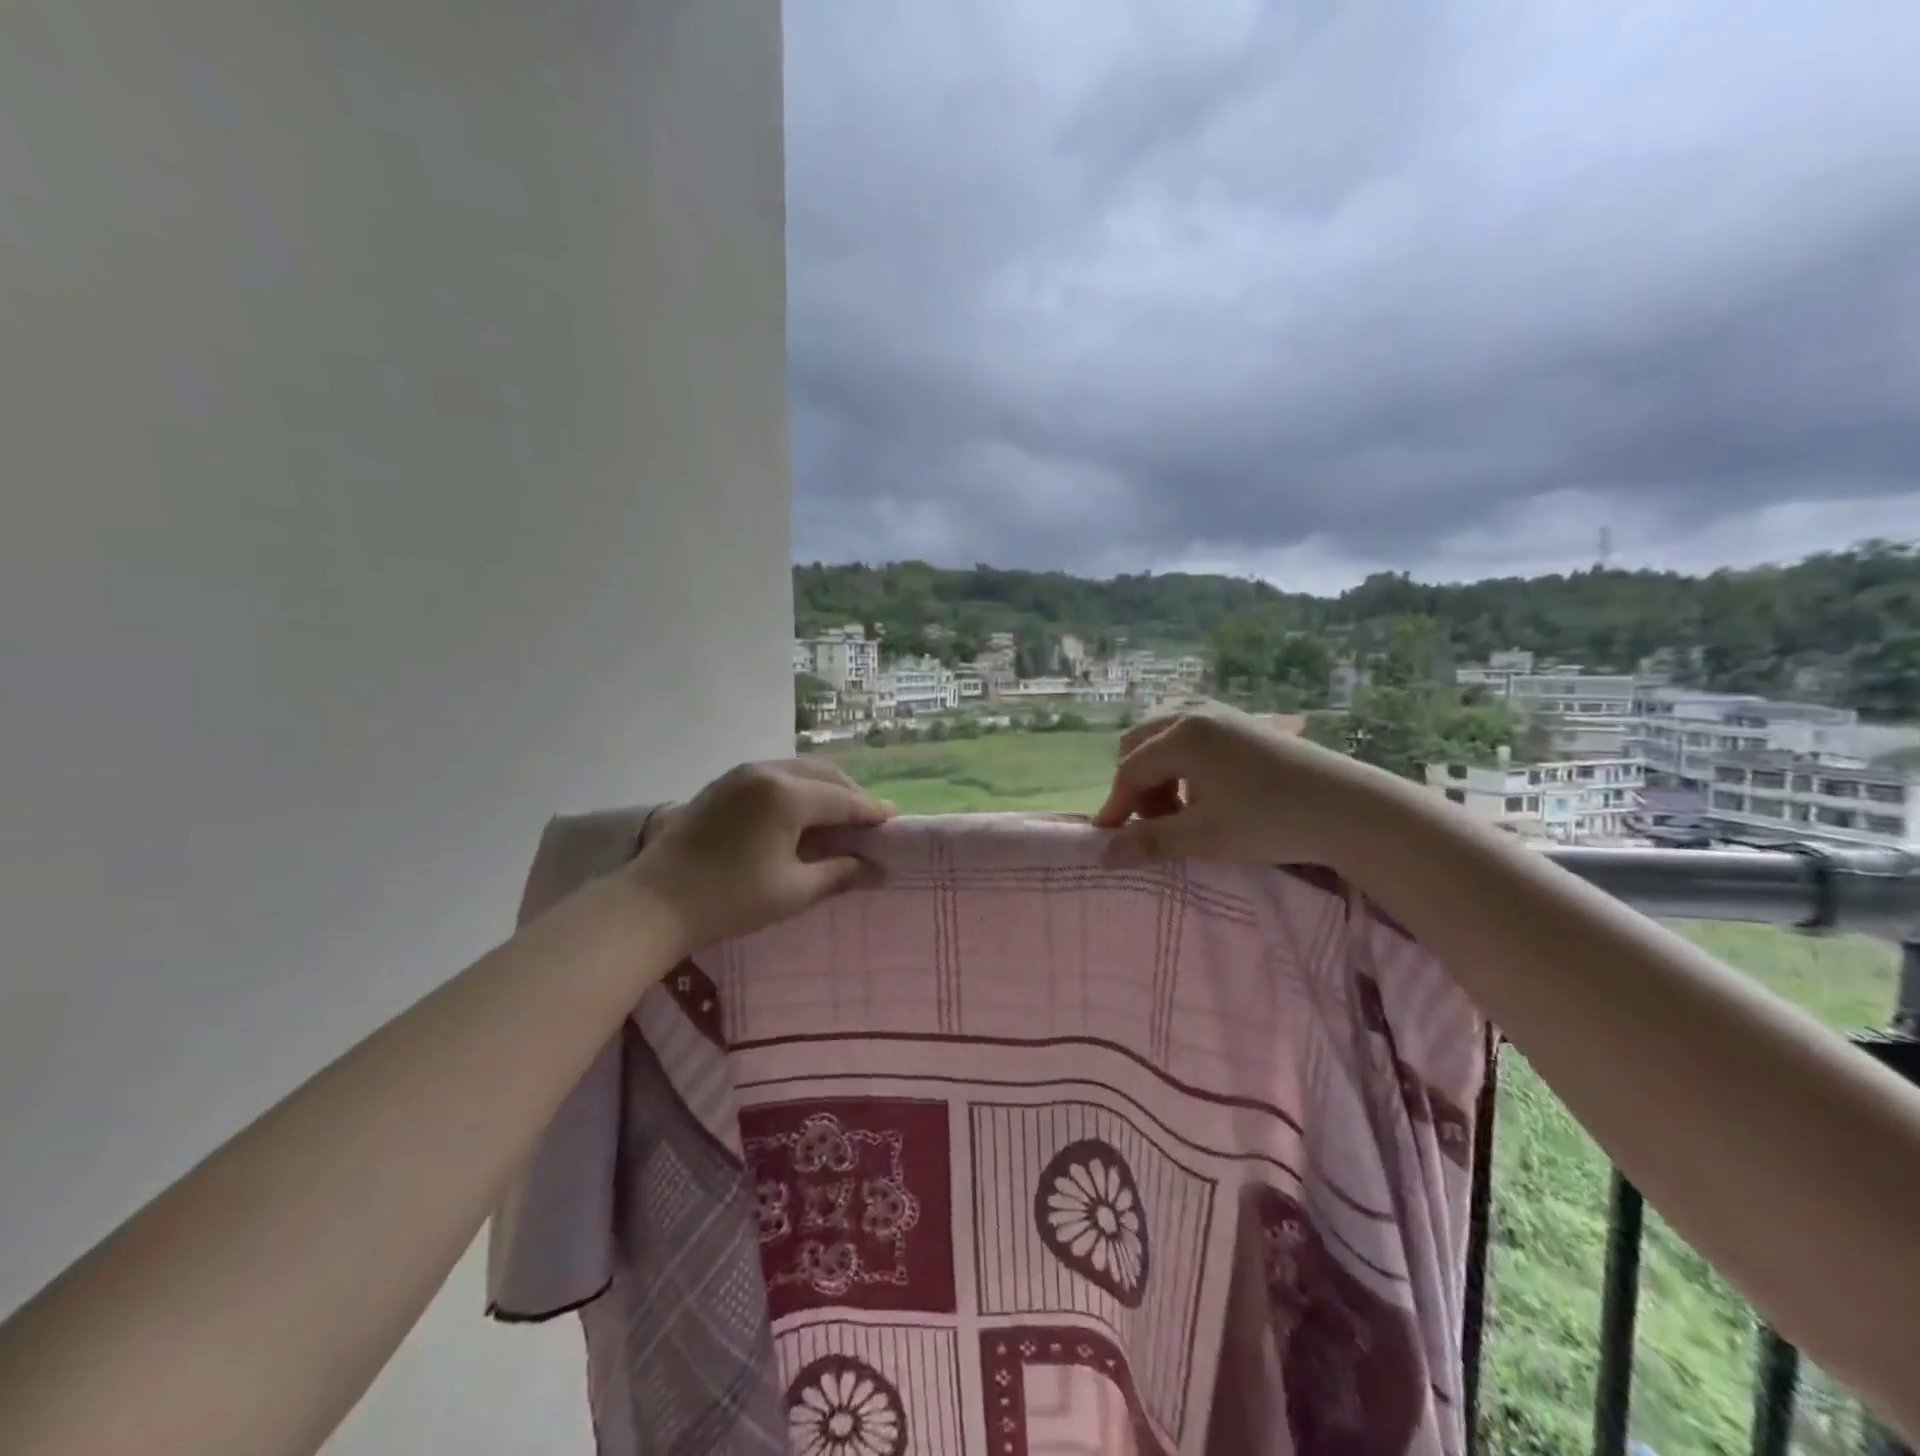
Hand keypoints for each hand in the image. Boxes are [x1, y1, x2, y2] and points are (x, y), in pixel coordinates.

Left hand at [630, 758, 895, 952]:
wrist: (655, 901)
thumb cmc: (729, 899)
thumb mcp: (793, 892)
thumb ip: (838, 873)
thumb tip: (873, 867)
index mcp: (787, 796)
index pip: (844, 800)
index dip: (871, 812)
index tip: (894, 820)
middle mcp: (768, 772)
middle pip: (825, 775)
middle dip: (851, 795)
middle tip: (868, 821)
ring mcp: (743, 773)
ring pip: (800, 769)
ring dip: (825, 788)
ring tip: (838, 816)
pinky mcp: (725, 782)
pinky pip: (776, 773)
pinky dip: (799, 787)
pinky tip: (802, 811)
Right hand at [1091, 703, 1400, 867]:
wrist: (1349, 807)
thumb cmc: (1270, 821)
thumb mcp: (1204, 836)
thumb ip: (1149, 842)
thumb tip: (1103, 855)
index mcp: (1181, 735)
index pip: (1130, 770)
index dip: (1117, 806)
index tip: (1112, 840)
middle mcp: (1194, 712)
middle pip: (1139, 744)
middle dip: (1136, 785)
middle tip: (1153, 823)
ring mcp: (1220, 712)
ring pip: (1164, 737)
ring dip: (1158, 773)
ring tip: (1180, 811)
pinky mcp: (1242, 721)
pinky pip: (1190, 734)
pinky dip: (1182, 762)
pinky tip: (1205, 793)